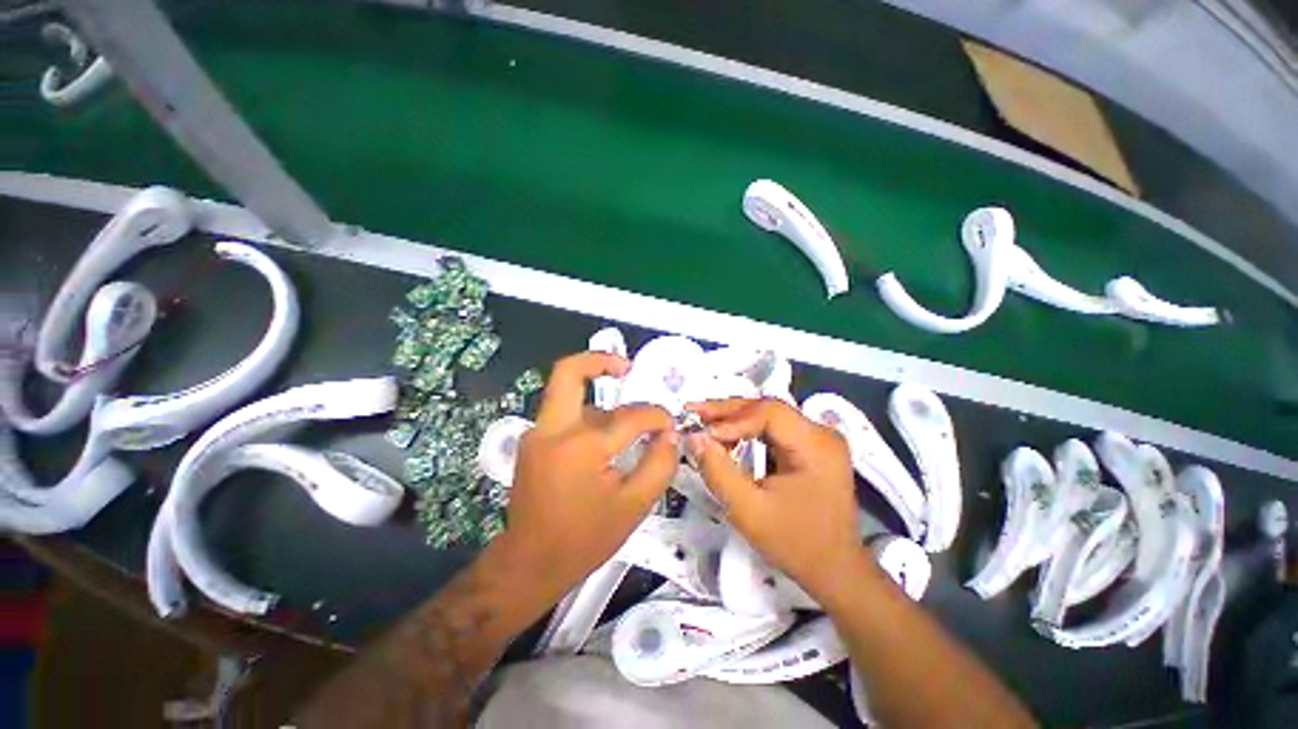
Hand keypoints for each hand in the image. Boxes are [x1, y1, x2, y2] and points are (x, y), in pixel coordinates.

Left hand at [502, 352, 677, 603]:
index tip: (669, 425)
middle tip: (627, 367)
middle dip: (599, 361)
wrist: (530, 563)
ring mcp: (537, 434)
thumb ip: (659, 464)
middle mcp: (553, 429)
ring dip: (601, 404)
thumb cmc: (584, 539)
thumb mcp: (634, 506)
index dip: (656, 416)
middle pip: (568, 372)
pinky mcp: (533, 442)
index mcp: (581, 446)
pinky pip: (565, 415)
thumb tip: (669, 434)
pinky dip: (588, 417)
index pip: (629, 416)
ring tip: (628, 428)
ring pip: (572, 397)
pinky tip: (605, 441)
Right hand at [685, 397, 873, 598]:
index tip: (702, 433)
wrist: (835, 571)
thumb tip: (694, 437)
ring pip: (768, 415)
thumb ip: (718, 471)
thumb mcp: (748, 511)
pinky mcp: (811, 447)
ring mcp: (818, 439)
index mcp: (816, 446)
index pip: (769, 413)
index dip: (732, 419)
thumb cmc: (796, 544)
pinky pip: (773, 429)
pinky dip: (746, 430)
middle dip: (727, 412)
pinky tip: (726, 435)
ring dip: (734, 418)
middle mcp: (821, 434)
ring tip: (703, 422)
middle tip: (693, 413)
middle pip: (768, 408)